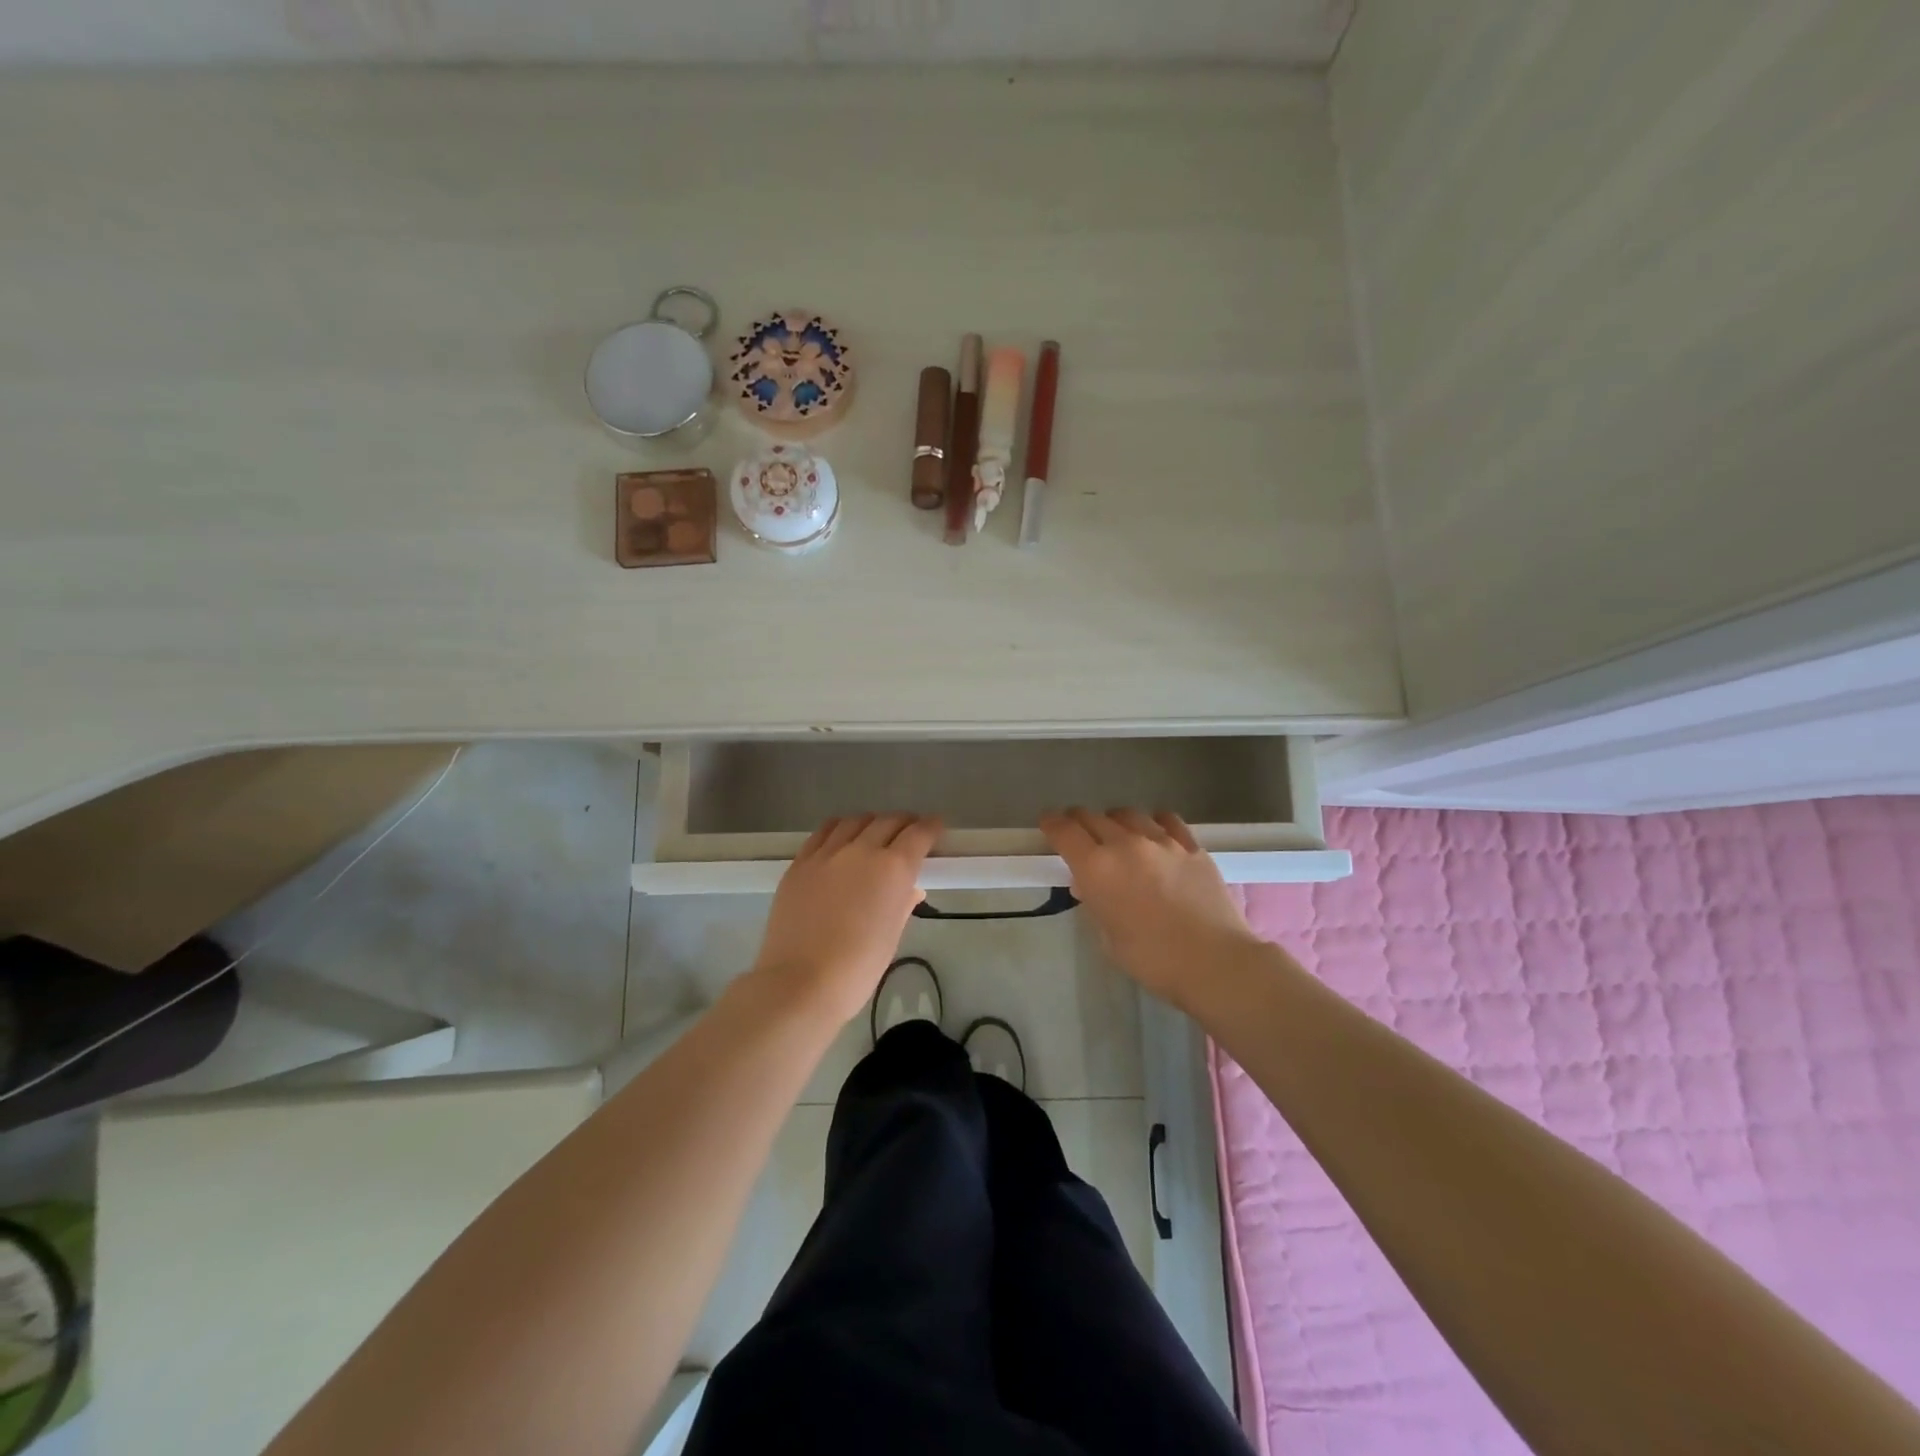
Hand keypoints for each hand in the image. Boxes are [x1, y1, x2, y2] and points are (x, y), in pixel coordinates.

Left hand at [750, 813, 941, 1024]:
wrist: (800, 983)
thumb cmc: (858, 968)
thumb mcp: (892, 936)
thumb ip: (903, 904)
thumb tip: (909, 889)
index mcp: (893, 869)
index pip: (919, 834)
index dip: (931, 827)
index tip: (936, 828)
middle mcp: (862, 850)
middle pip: (888, 821)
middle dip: (904, 823)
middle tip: (909, 834)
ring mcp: (827, 853)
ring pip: (855, 821)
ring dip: (871, 823)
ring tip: (874, 834)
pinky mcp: (800, 862)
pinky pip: (823, 833)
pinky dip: (839, 830)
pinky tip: (841, 839)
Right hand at [1041, 808, 1257, 1007]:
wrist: (1213, 961)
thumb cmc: (1152, 959)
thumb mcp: (1108, 937)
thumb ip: (1095, 904)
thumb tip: (1090, 886)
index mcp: (1097, 868)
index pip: (1064, 832)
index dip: (1051, 824)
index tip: (1047, 823)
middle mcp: (1125, 844)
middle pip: (1093, 817)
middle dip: (1079, 821)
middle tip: (1077, 831)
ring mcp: (1162, 841)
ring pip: (1128, 814)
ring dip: (1115, 821)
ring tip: (1117, 833)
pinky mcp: (1191, 846)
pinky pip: (1167, 820)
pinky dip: (1153, 822)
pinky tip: (1155, 832)